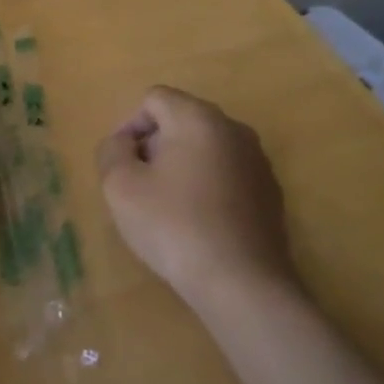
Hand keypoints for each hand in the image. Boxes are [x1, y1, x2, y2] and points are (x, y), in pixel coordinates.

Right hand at [95, 87, 297, 309]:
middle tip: (141, 187)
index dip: (130, 126)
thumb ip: (112, 151)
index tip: (123, 165)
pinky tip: (200, 225)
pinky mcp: (271, 193)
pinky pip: (228, 175)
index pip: (154, 99)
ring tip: (169, 209)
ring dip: (182, 167)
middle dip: (155, 146)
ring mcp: (258, 161)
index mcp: (198, 117)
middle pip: (182, 120)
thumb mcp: (121, 186)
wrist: (243, 284)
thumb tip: (124, 143)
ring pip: (206, 148)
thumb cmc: (174, 226)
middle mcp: (233, 128)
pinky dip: (208, 188)